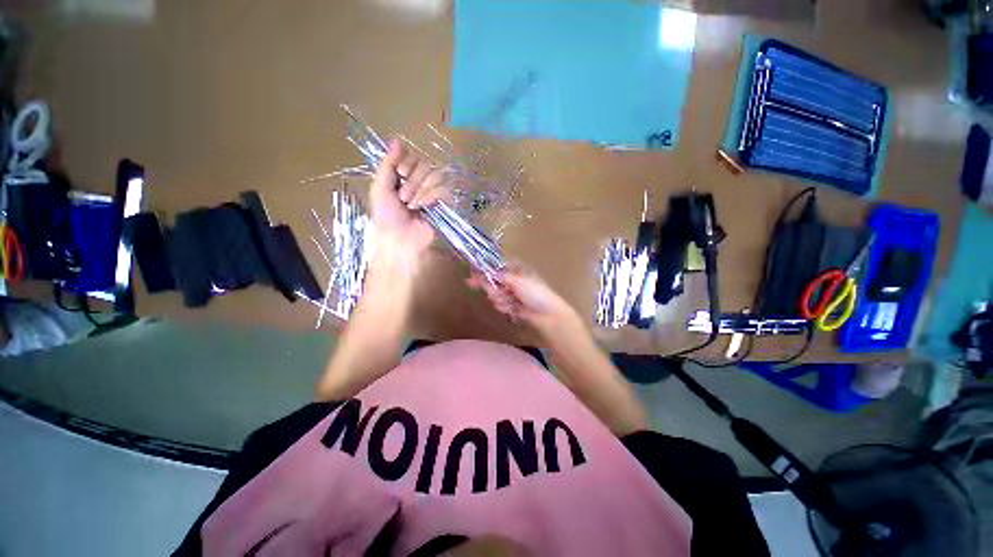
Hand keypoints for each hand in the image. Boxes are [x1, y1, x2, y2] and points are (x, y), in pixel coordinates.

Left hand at [370, 139, 450, 260]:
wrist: (399, 239)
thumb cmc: (386, 216)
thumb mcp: (380, 188)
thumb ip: (388, 163)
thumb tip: (397, 140)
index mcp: (405, 175)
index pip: (414, 155)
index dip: (407, 163)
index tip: (399, 175)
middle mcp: (421, 181)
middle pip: (426, 164)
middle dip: (413, 181)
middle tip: (403, 198)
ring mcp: (434, 192)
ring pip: (436, 175)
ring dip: (421, 190)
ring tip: (412, 206)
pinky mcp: (445, 203)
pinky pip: (444, 189)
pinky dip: (431, 196)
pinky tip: (424, 207)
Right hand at [468, 268, 582, 334]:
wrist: (547, 315)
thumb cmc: (535, 293)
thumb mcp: (518, 281)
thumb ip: (501, 277)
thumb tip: (488, 271)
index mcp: (517, 272)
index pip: (498, 269)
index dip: (485, 271)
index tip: (472, 273)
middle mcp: (514, 283)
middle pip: (494, 282)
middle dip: (488, 286)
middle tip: (475, 286)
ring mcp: (513, 296)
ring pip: (496, 295)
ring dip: (497, 298)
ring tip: (506, 301)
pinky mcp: (512, 308)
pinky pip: (501, 305)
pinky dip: (503, 307)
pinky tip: (510, 309)